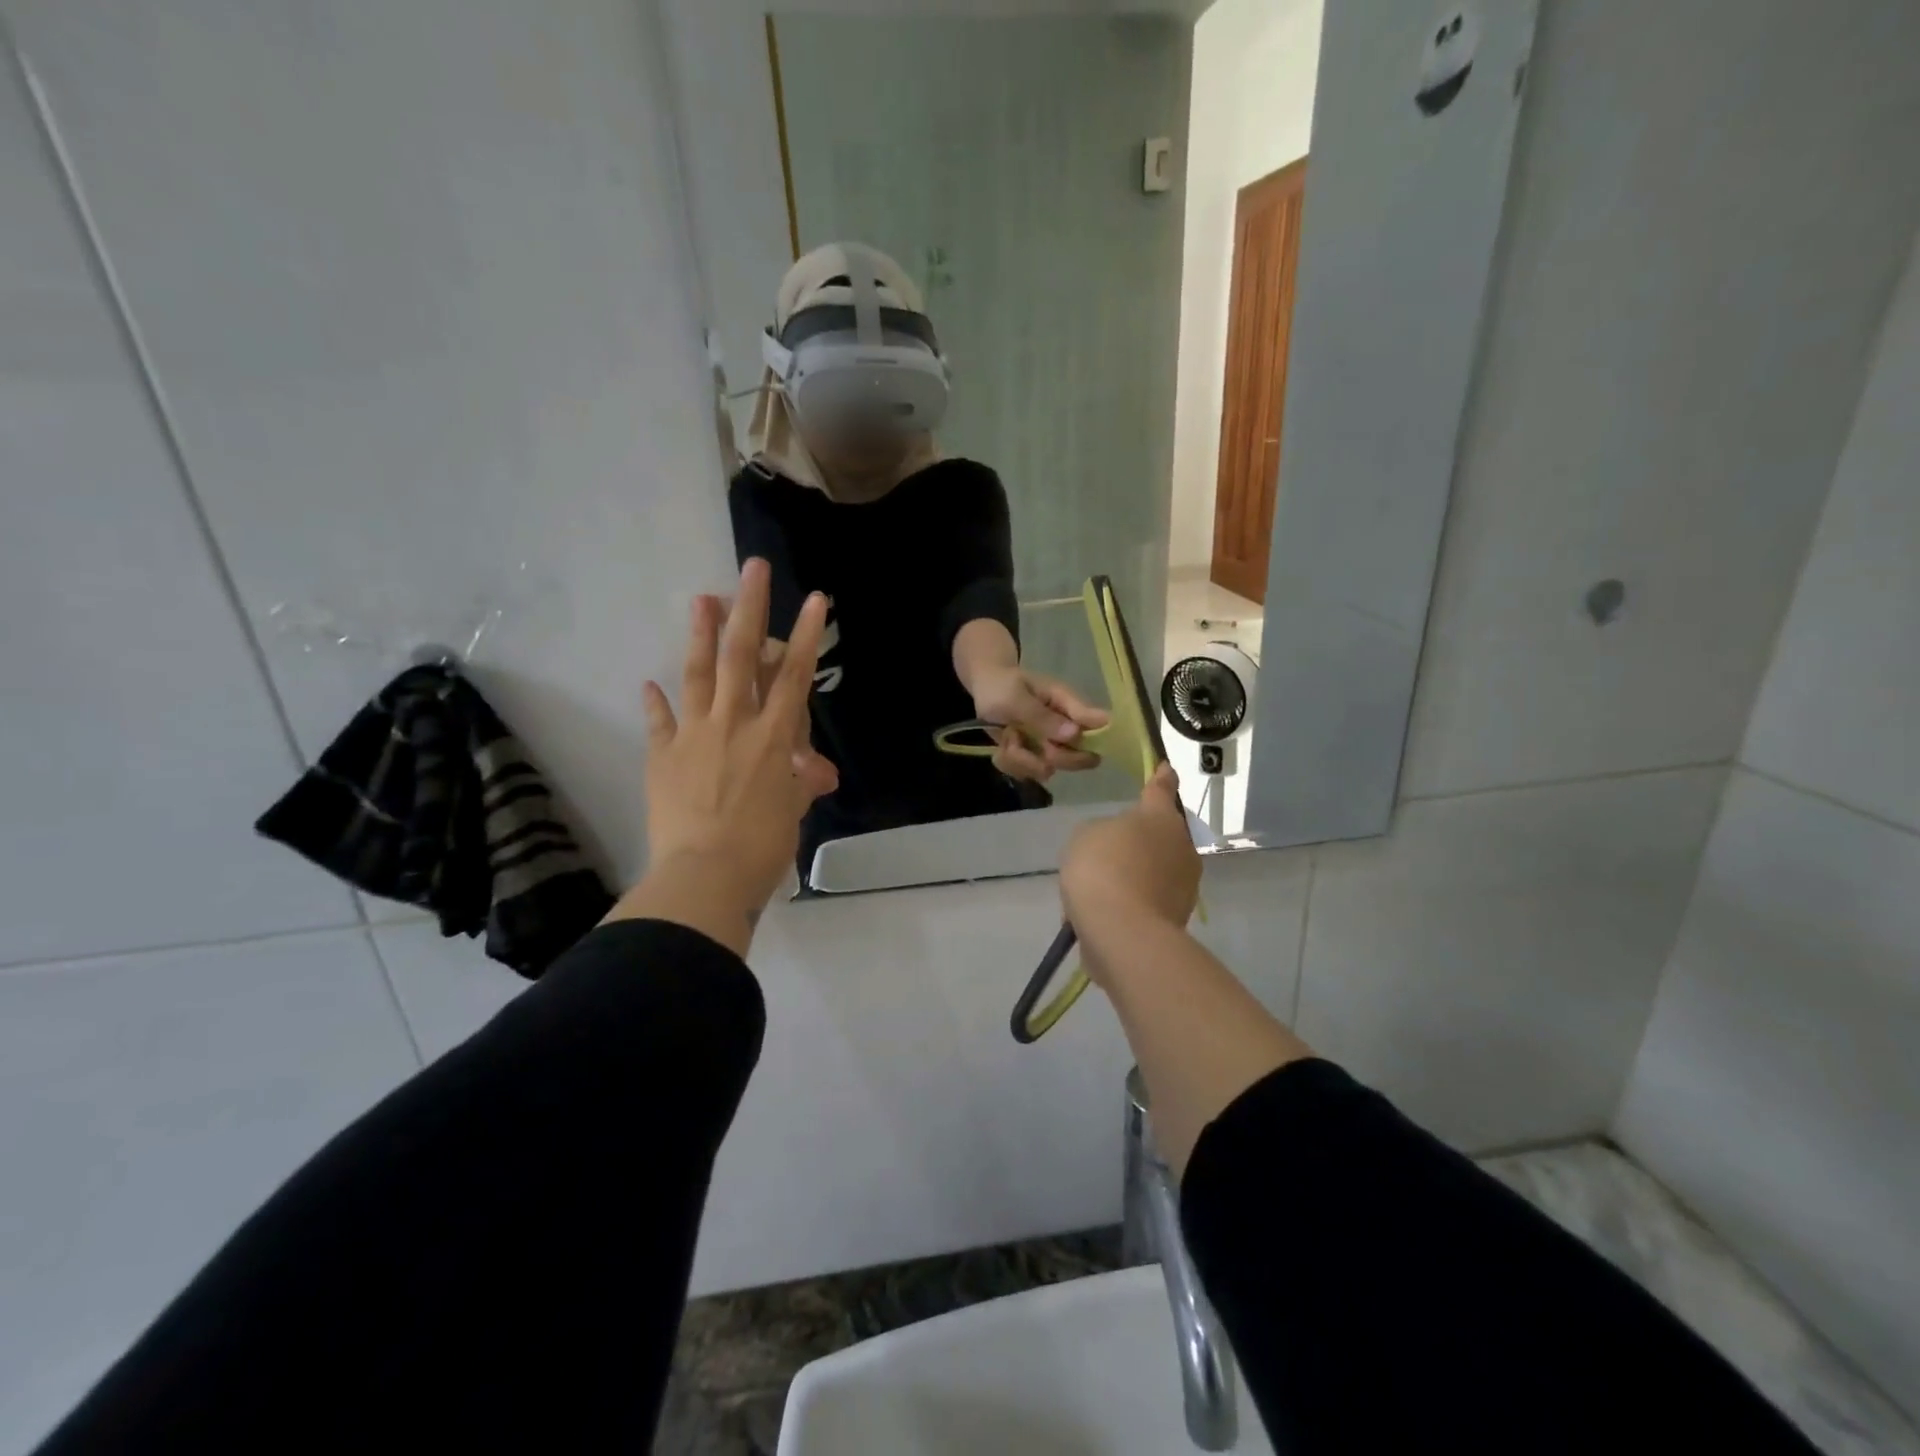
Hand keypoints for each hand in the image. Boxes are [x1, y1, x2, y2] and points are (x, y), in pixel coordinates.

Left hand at [605, 559, 834, 953]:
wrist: (703, 877)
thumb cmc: (762, 847)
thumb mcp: (793, 811)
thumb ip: (802, 783)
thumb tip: (819, 775)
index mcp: (772, 737)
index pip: (793, 675)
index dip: (805, 635)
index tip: (813, 598)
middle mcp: (733, 724)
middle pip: (741, 657)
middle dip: (749, 608)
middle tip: (751, 568)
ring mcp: (693, 736)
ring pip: (698, 674)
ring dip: (699, 634)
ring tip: (700, 599)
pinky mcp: (663, 757)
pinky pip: (660, 722)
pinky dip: (655, 703)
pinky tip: (649, 683)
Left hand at [970, 666, 1110, 782]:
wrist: (981, 689)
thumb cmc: (1000, 685)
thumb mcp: (1015, 698)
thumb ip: (1042, 716)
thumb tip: (1075, 734)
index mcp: (1068, 705)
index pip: (1098, 725)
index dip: (1092, 742)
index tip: (1058, 744)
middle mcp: (1065, 728)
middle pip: (1080, 759)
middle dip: (1050, 757)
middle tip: (1024, 740)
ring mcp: (1049, 744)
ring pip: (1048, 769)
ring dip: (1021, 759)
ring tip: (1007, 737)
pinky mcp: (1033, 757)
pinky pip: (1027, 773)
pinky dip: (1010, 763)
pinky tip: (1002, 745)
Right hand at [1060, 764, 1199, 976]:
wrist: (1122, 932)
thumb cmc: (1102, 868)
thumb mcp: (1085, 835)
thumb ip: (1103, 831)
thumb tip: (1117, 844)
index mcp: (1159, 817)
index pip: (1161, 788)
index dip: (1161, 777)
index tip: (1166, 768)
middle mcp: (1181, 846)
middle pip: (1163, 834)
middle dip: (1144, 838)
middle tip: (1112, 848)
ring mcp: (1184, 884)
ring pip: (1158, 868)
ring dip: (1138, 872)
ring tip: (1104, 887)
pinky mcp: (1178, 917)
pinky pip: (1151, 899)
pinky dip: (1135, 901)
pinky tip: (1108, 912)